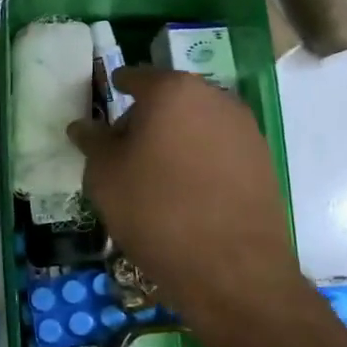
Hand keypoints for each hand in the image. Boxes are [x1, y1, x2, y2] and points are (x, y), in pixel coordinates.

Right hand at [68, 67, 306, 343]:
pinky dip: (200, 161)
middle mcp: (215, 97)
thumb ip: (93, 142)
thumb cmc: (156, 211)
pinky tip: (188, 193)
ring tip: (156, 177)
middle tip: (126, 152)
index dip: (117, 90)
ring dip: (175, 140)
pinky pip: (219, 149)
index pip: (135, 78)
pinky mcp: (263, 160)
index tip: (106, 110)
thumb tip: (83, 125)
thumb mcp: (105, 177)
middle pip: (169, 99)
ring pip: (197, 124)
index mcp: (173, 90)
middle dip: (146, 119)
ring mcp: (245, 128)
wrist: (232, 269)